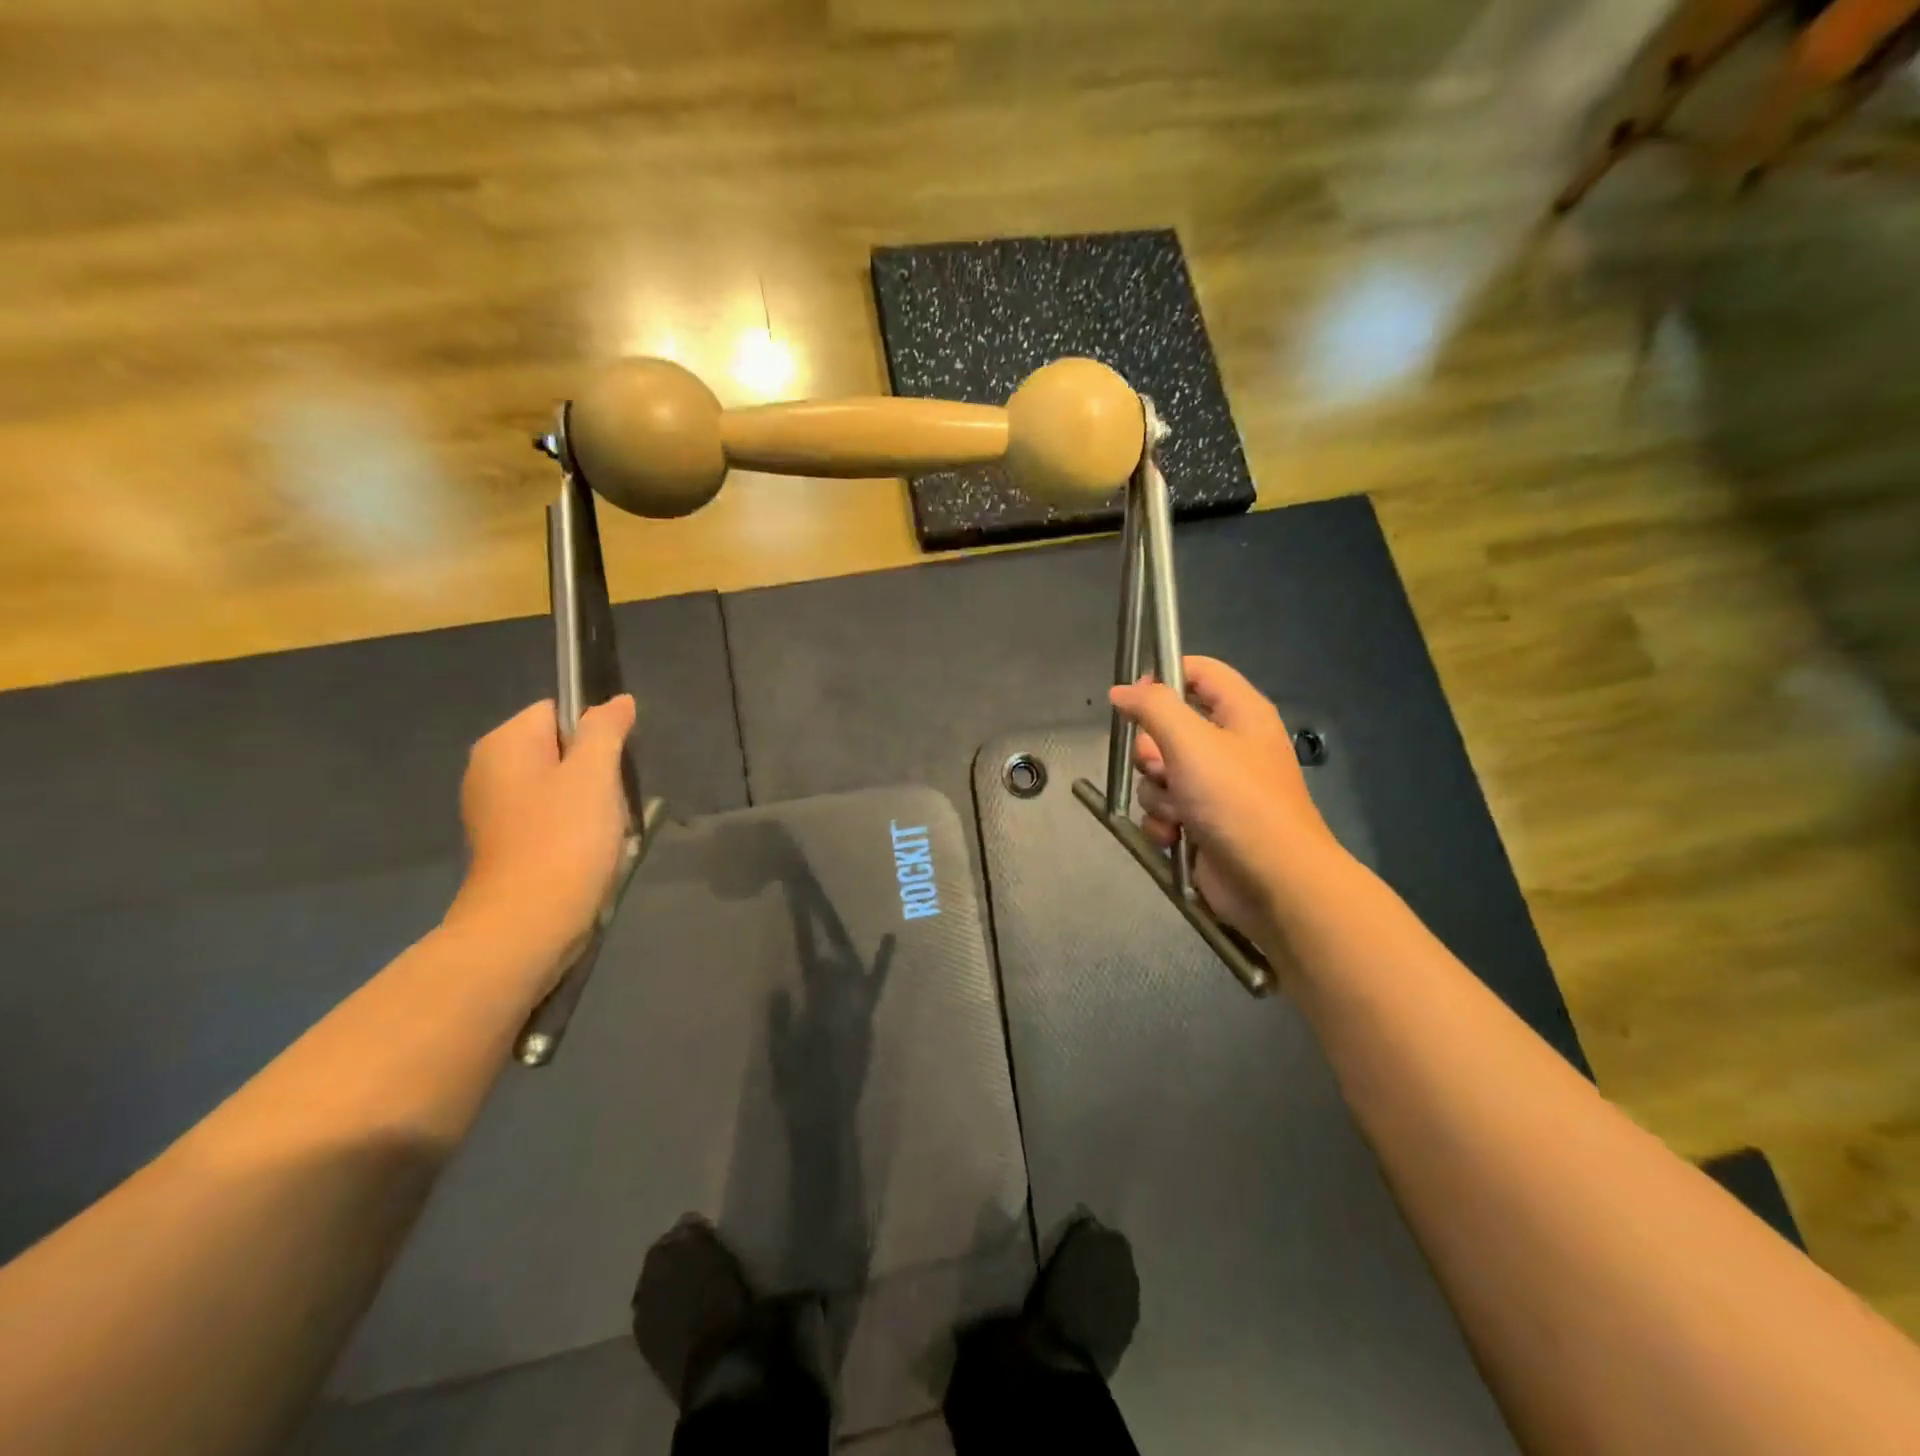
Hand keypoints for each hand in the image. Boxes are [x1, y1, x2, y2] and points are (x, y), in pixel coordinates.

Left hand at [444, 696, 636, 984]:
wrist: (528, 924)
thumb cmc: (564, 839)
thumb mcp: (595, 774)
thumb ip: (605, 730)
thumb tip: (617, 701)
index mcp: (503, 744)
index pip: (557, 711)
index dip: (594, 731)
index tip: (614, 764)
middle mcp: (489, 769)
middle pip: (559, 748)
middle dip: (594, 769)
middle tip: (612, 799)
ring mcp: (493, 810)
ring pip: (558, 786)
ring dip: (589, 802)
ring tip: (605, 829)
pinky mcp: (504, 844)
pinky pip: (549, 818)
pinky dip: (574, 829)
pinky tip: (590, 851)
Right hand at [1109, 657, 1341, 945]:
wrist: (1274, 883)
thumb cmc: (1237, 801)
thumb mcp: (1191, 742)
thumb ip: (1153, 707)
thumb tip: (1121, 690)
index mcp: (1241, 713)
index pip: (1198, 671)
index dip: (1163, 678)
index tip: (1132, 699)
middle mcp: (1229, 745)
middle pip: (1168, 727)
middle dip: (1151, 751)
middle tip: (1160, 767)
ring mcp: (1216, 787)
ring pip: (1160, 773)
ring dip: (1157, 793)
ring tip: (1176, 812)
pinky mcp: (1204, 822)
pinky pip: (1165, 809)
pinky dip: (1163, 822)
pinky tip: (1174, 837)